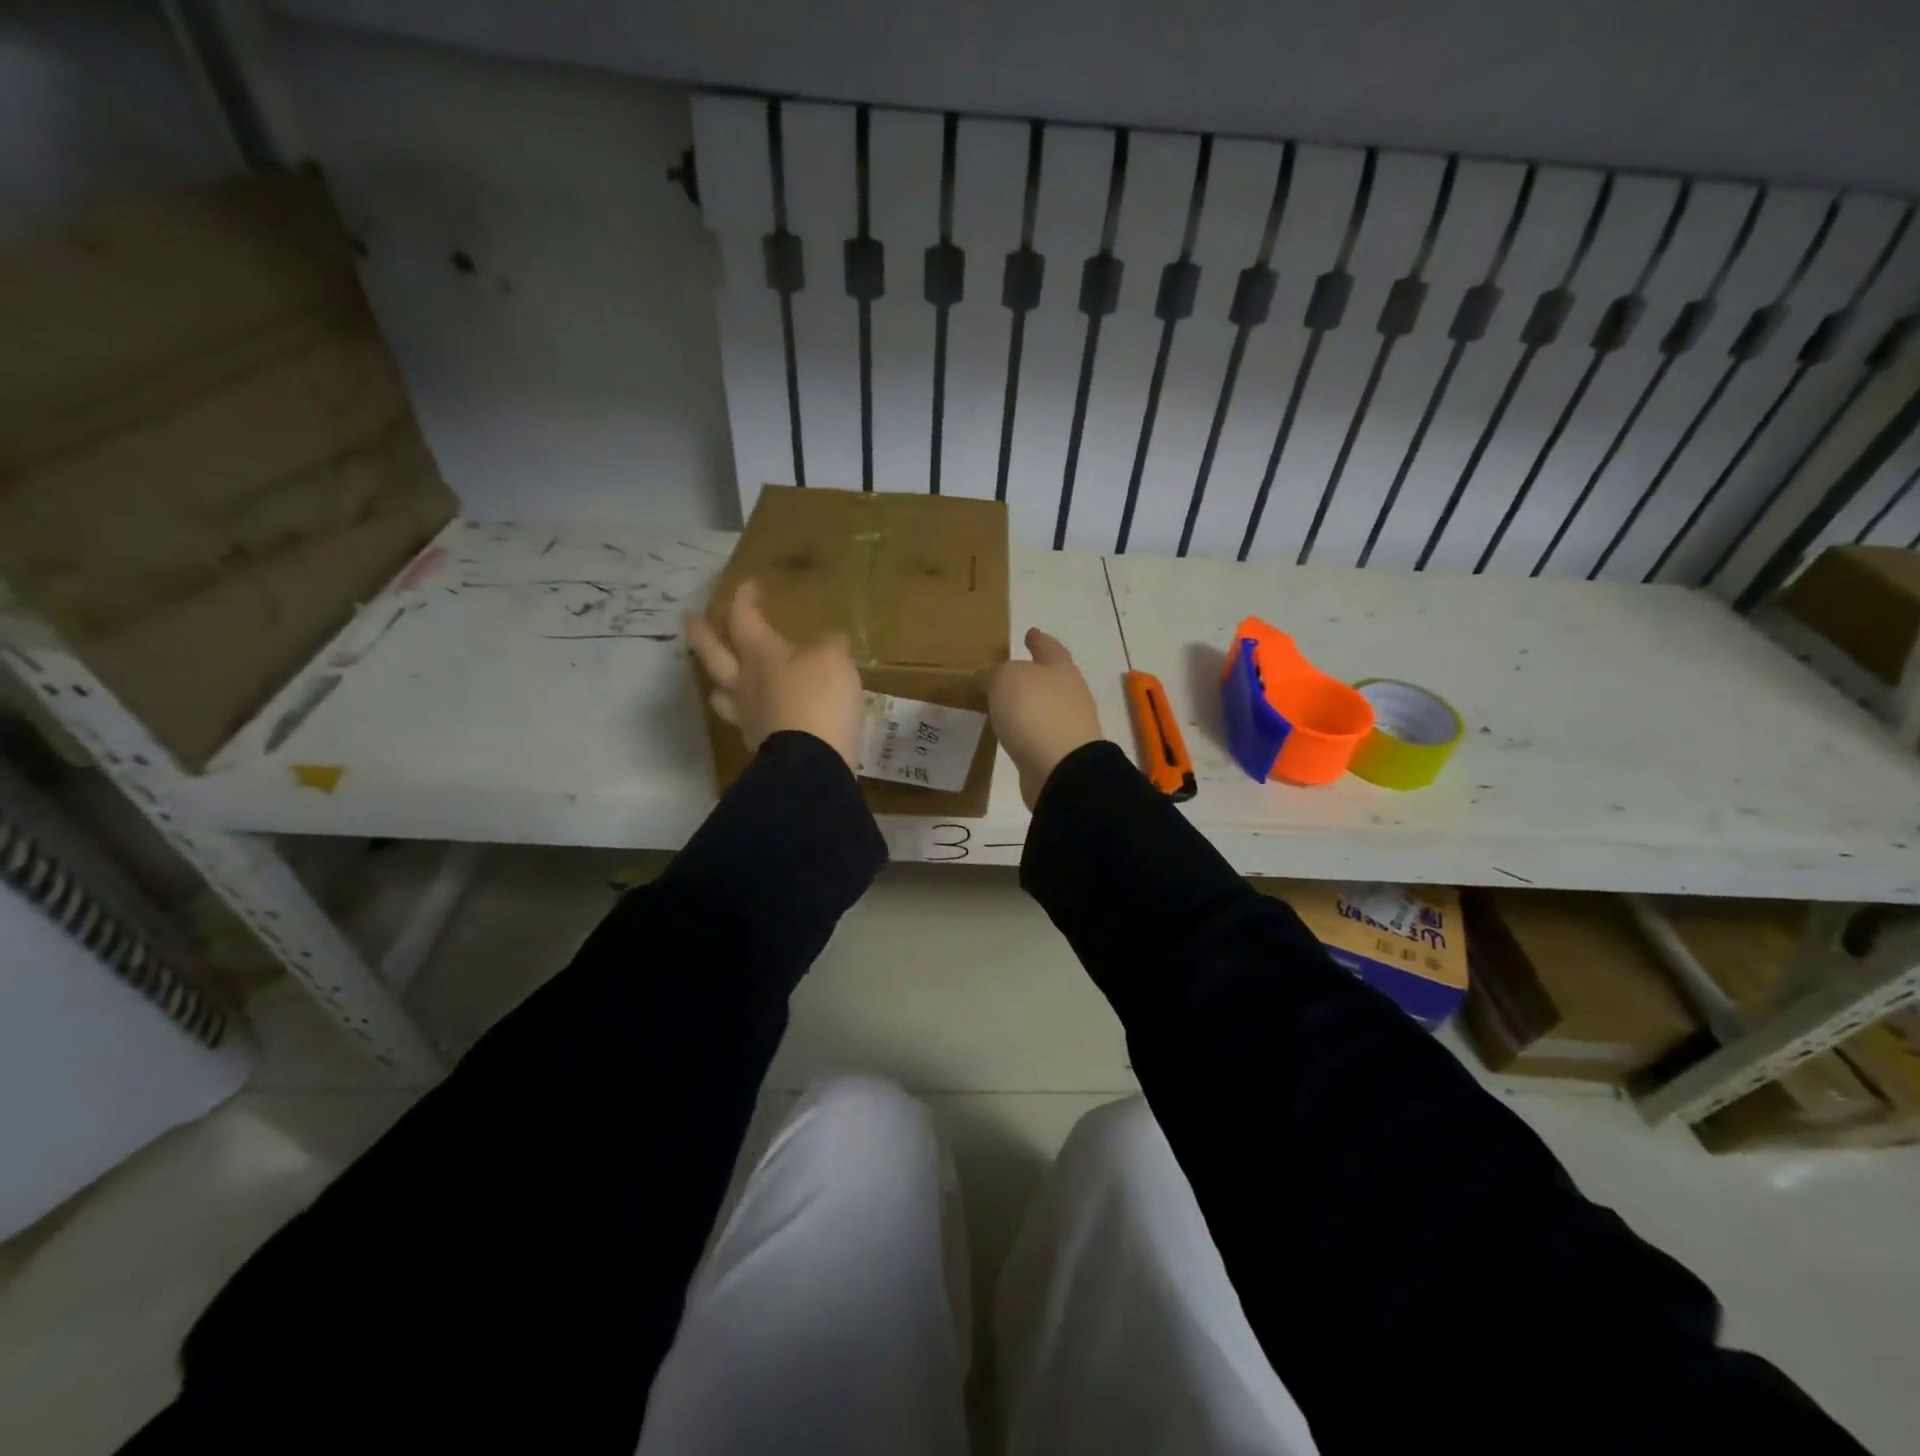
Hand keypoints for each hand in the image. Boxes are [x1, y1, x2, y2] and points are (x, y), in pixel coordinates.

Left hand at [688, 581, 864, 771]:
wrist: (811, 762)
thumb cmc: (819, 700)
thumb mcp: (834, 661)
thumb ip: (829, 646)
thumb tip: (829, 641)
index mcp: (760, 654)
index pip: (743, 618)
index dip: (744, 599)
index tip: (748, 586)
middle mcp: (745, 682)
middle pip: (713, 653)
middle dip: (702, 633)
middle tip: (691, 619)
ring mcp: (747, 716)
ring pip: (720, 693)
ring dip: (716, 680)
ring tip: (718, 676)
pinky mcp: (758, 745)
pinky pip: (744, 722)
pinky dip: (746, 713)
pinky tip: (756, 713)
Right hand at [990, 628, 1104, 808]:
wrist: (1061, 768)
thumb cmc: (1036, 711)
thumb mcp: (1005, 680)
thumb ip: (992, 674)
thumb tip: (985, 677)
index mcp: (1060, 669)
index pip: (1049, 647)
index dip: (1038, 640)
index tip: (1030, 632)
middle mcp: (1068, 694)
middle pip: (1049, 677)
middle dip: (1032, 673)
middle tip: (1007, 670)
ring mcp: (1066, 725)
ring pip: (1042, 706)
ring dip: (1025, 704)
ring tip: (1000, 703)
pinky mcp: (1057, 753)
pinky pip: (1035, 733)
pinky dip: (1023, 730)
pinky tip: (1008, 732)